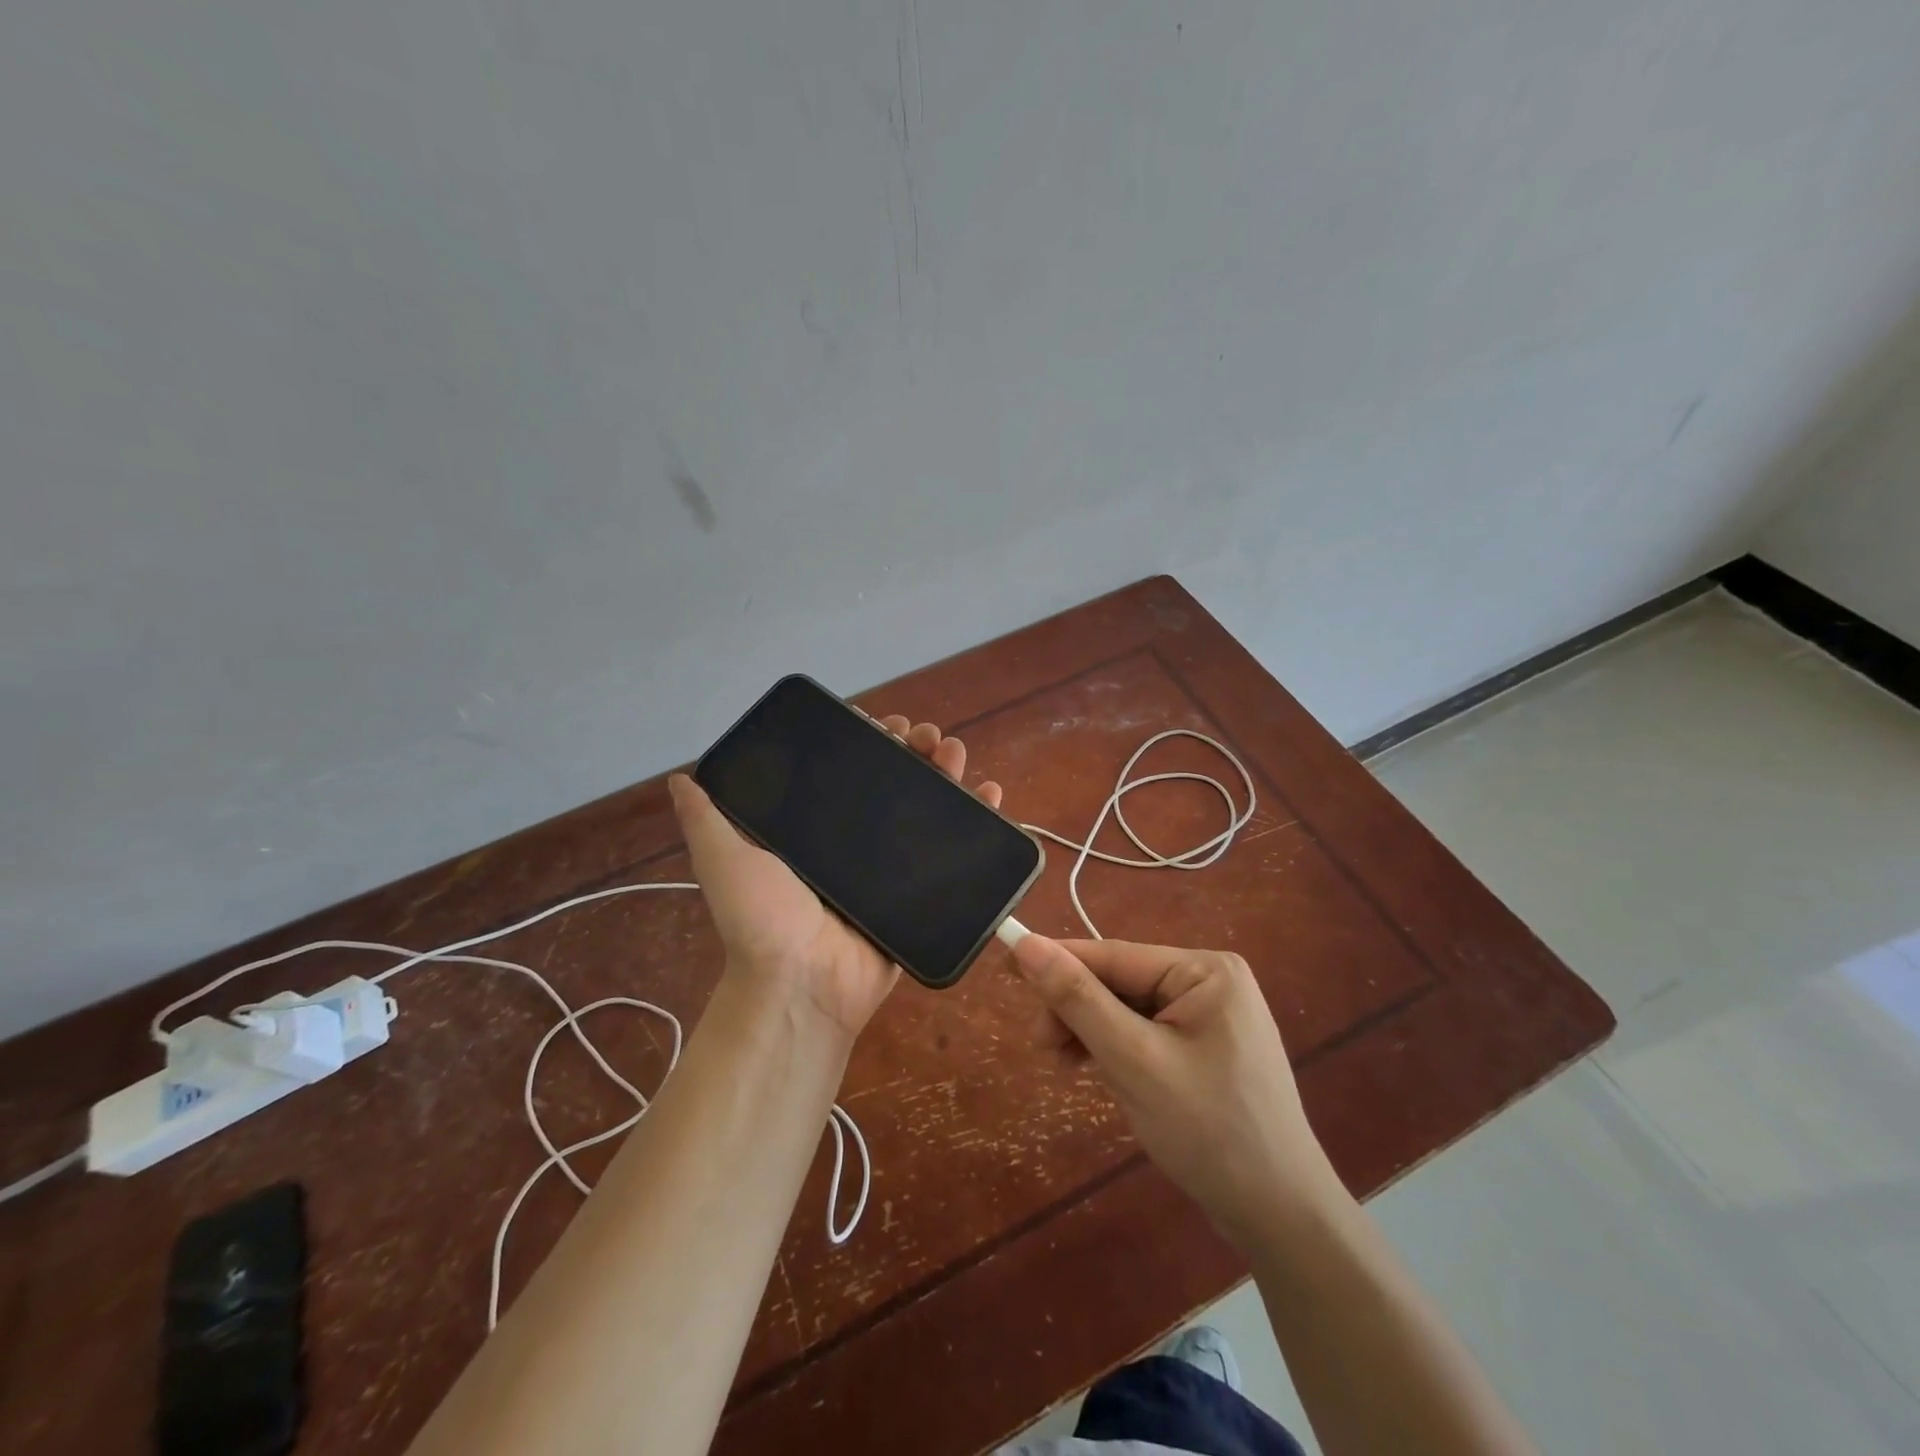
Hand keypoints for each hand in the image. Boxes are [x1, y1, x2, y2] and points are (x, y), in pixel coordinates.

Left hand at [669, 716, 1002, 1039]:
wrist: (803, 986)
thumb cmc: (762, 920)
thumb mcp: (724, 860)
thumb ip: (706, 819)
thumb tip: (683, 777)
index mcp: (816, 829)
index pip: (846, 772)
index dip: (867, 742)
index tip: (883, 723)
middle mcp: (855, 843)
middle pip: (893, 784)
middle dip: (913, 751)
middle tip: (928, 736)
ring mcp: (891, 868)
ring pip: (926, 809)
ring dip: (945, 774)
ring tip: (956, 752)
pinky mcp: (921, 893)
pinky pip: (952, 852)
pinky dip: (976, 821)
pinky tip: (989, 795)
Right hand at [1010, 935, 1342, 1243]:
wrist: (1281, 1218)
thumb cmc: (1209, 1132)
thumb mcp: (1134, 1061)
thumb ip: (1079, 1000)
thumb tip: (1027, 945)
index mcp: (1205, 969)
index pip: (1113, 956)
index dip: (1057, 961)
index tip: (1006, 965)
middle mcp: (1210, 980)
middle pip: (1119, 981)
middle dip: (1076, 1010)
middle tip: (1042, 1047)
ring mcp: (1211, 1015)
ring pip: (1128, 1008)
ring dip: (1091, 1031)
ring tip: (1063, 1065)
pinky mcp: (1206, 1046)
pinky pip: (1145, 1032)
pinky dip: (1115, 1048)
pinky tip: (1095, 1069)